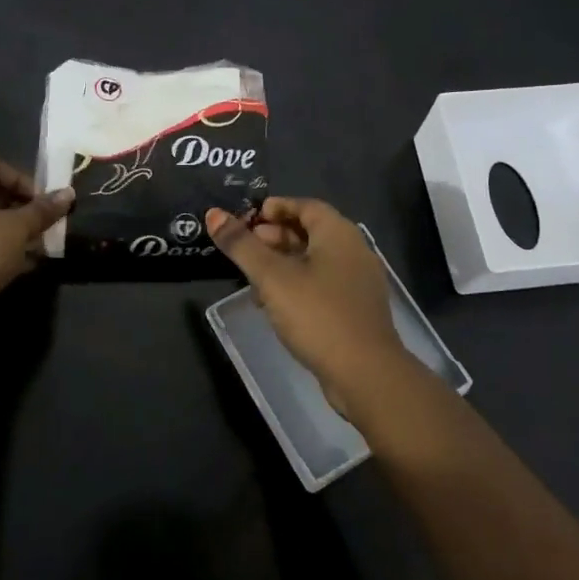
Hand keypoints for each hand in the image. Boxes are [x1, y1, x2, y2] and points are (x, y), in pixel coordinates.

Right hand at [206, 197, 417, 419]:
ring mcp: (358, 282)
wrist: (365, 374)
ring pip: (315, 261)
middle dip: (275, 236)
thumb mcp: (272, 277)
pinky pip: (323, 285)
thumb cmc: (317, 314)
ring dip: (283, 263)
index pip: (305, 206)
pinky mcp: (356, 310)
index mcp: (338, 233)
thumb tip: (213, 214)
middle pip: (310, 232)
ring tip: (253, 279)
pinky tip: (275, 305)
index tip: (247, 218)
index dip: (275, 208)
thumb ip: (242, 245)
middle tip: (245, 248)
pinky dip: (298, 285)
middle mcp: (354, 251)